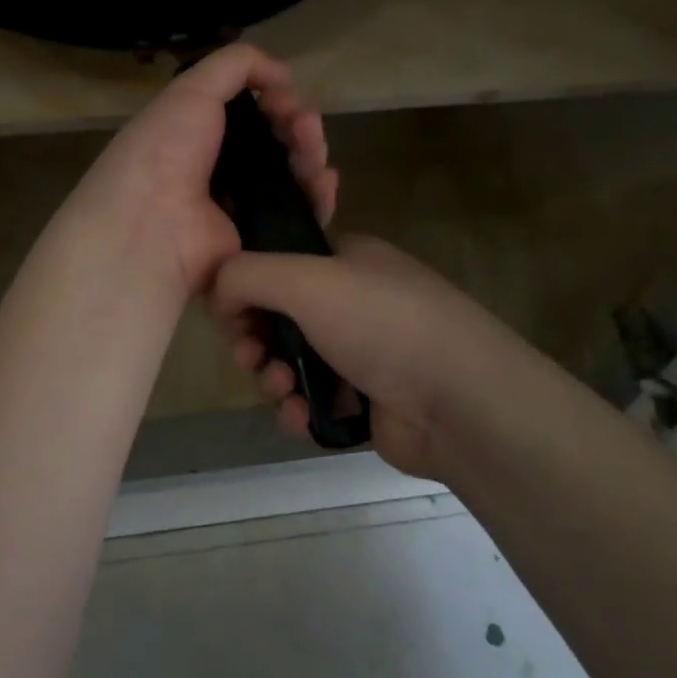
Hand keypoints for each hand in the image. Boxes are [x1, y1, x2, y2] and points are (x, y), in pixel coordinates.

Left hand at [64, 44, 336, 298]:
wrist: (152, 228)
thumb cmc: (165, 151)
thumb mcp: (191, 90)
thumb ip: (236, 65)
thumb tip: (282, 74)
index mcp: (196, 132)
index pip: (250, 112)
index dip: (274, 99)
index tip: (283, 96)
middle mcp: (218, 168)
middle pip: (276, 140)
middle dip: (299, 125)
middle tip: (304, 126)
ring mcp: (241, 205)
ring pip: (293, 174)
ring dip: (311, 154)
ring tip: (312, 153)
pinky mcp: (261, 239)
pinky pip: (301, 214)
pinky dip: (318, 196)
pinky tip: (324, 182)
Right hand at [210, 236, 538, 479]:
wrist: (458, 400)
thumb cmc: (380, 323)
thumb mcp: (303, 278)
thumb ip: (245, 274)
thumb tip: (218, 293)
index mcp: (346, 259)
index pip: (278, 263)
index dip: (247, 288)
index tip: (230, 314)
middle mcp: (353, 300)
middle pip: (278, 316)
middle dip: (256, 340)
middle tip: (250, 356)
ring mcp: (362, 351)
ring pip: (291, 361)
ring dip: (273, 377)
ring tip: (282, 390)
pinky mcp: (366, 399)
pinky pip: (312, 399)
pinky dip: (297, 408)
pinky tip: (299, 418)